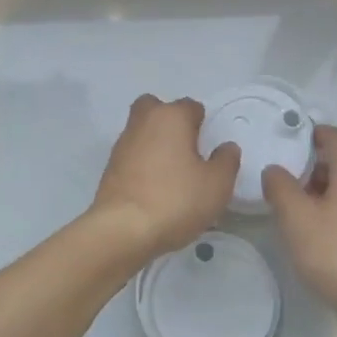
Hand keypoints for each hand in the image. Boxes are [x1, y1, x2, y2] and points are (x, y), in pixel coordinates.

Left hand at [90, 95, 240, 257]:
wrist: (122, 230)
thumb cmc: (176, 199)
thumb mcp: (217, 184)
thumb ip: (226, 161)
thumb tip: (226, 147)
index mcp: (171, 117)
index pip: (190, 106)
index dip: (202, 123)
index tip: (208, 147)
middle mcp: (143, 122)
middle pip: (156, 108)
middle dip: (169, 121)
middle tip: (184, 148)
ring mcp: (122, 145)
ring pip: (141, 131)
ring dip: (154, 143)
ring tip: (171, 174)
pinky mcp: (109, 168)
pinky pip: (131, 156)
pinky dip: (141, 164)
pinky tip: (153, 188)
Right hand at [263, 126, 336, 336]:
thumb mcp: (296, 219)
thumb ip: (280, 187)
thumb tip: (275, 169)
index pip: (335, 135)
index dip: (311, 135)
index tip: (288, 146)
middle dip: (322, 164)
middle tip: (295, 182)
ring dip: (333, 187)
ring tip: (305, 211)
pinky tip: (327, 233)